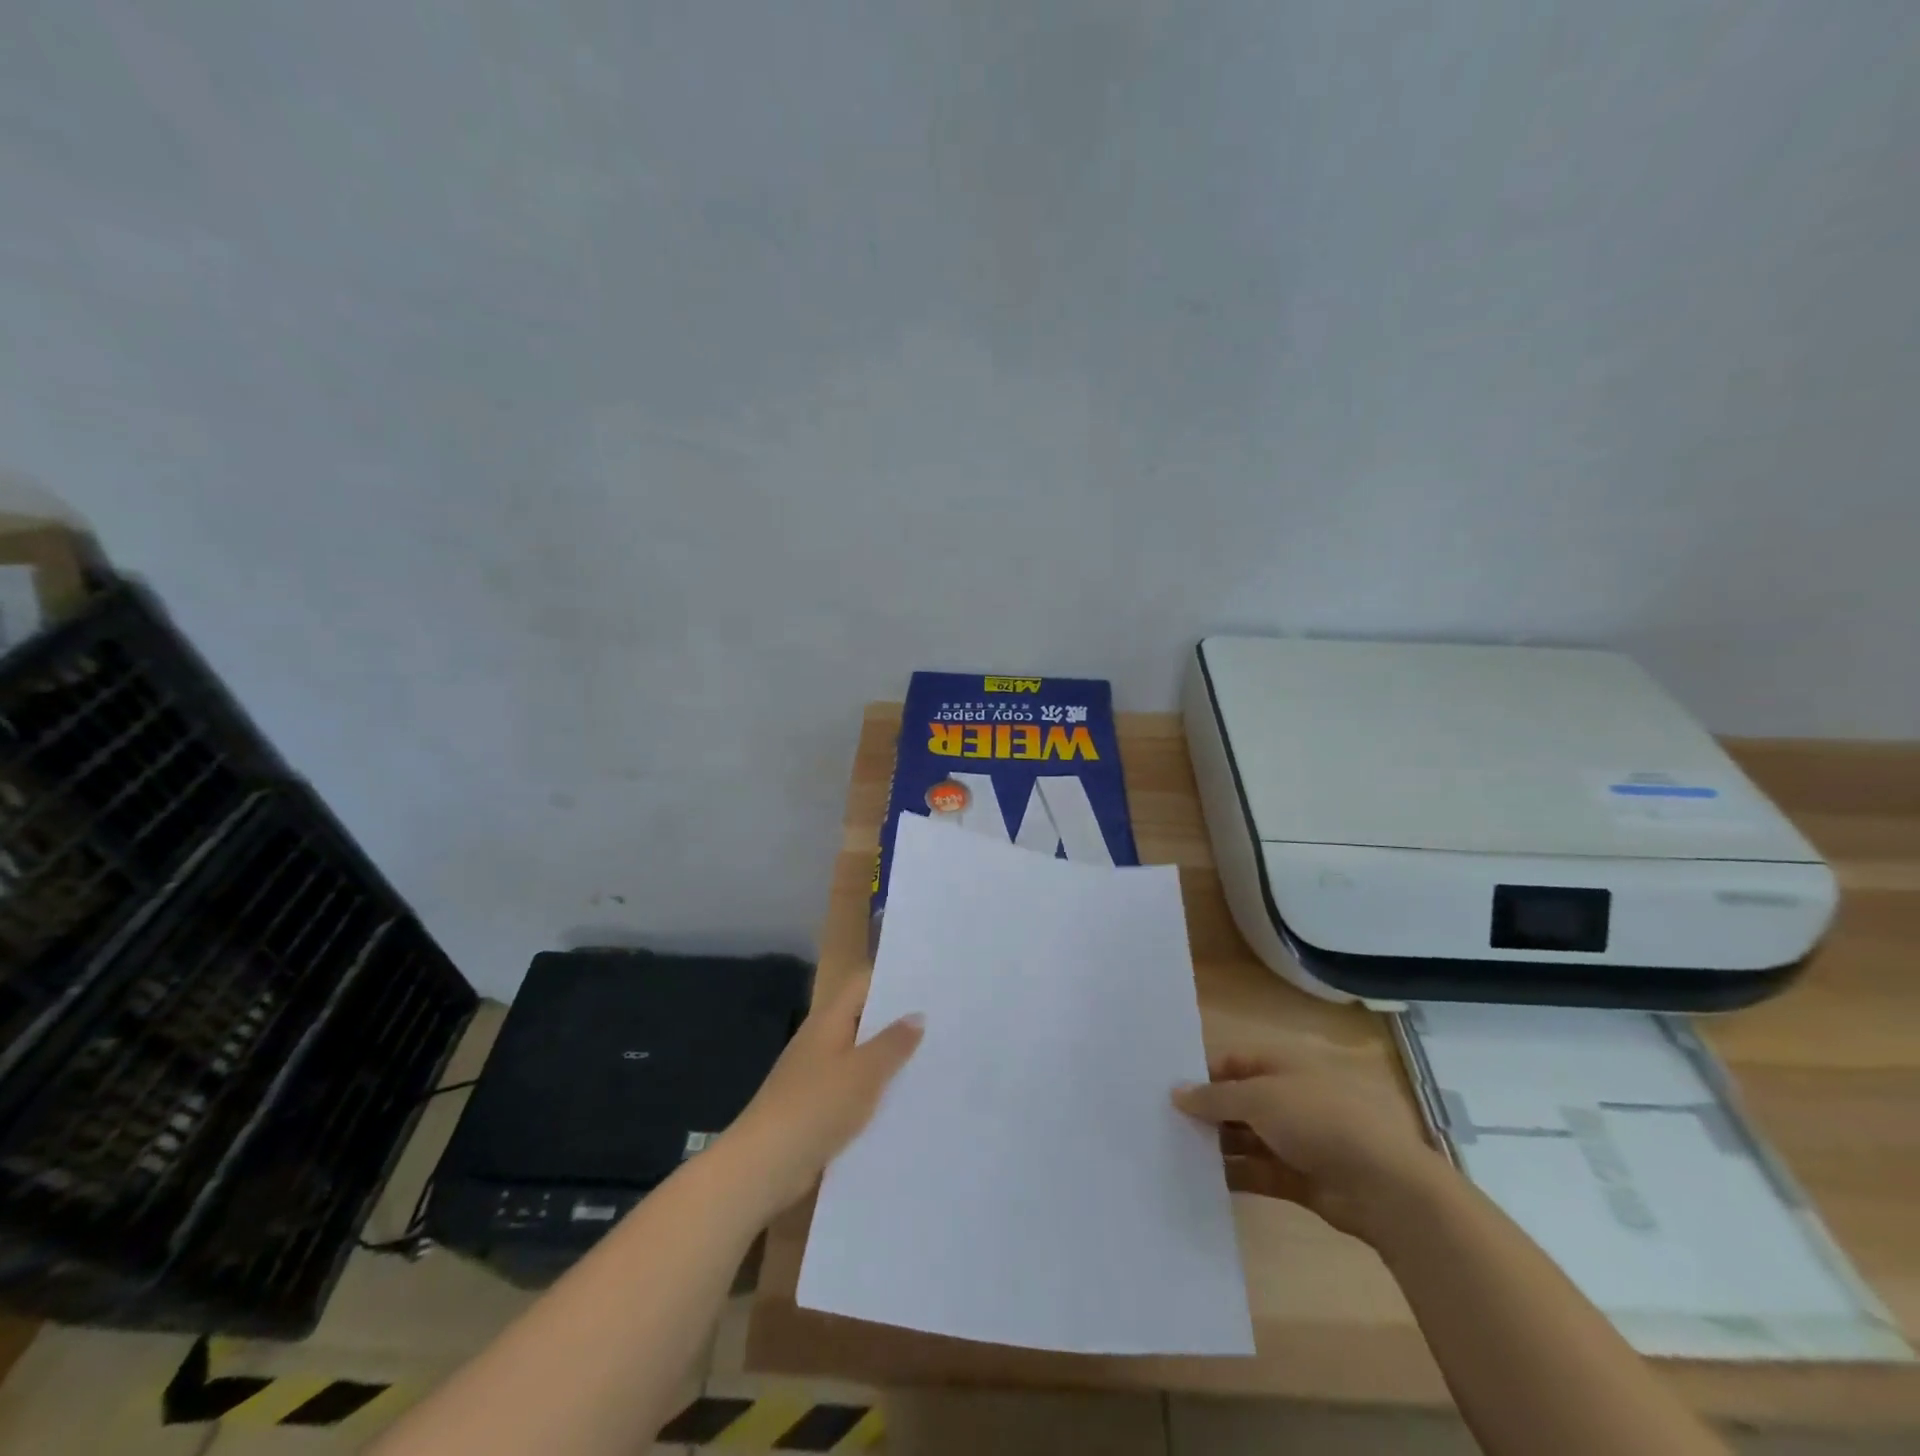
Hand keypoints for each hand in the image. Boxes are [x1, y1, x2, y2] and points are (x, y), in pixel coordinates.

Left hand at [722, 973, 923, 1215]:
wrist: (764, 1166)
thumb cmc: (816, 1106)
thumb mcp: (864, 1072)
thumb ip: (893, 1043)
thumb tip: (917, 1015)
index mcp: (828, 1020)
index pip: (863, 983)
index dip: (894, 979)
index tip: (929, 983)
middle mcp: (821, 1040)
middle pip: (863, 1019)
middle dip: (897, 1021)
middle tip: (941, 1022)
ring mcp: (816, 1074)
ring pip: (860, 1056)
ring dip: (889, 1059)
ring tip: (932, 1060)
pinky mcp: (816, 1107)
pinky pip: (853, 1088)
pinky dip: (875, 1091)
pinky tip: (903, 1101)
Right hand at [1173, 1049, 1442, 1240]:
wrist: (1385, 1186)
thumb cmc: (1319, 1120)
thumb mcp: (1260, 1098)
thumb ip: (1215, 1097)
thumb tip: (1176, 1092)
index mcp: (1284, 1065)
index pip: (1234, 1062)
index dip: (1203, 1073)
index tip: (1168, 1090)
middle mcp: (1289, 1097)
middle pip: (1239, 1100)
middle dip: (1206, 1111)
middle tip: (1164, 1123)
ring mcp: (1297, 1139)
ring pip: (1246, 1137)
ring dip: (1217, 1144)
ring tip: (1175, 1152)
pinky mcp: (1301, 1178)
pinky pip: (1259, 1171)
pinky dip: (1235, 1174)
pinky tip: (1203, 1179)